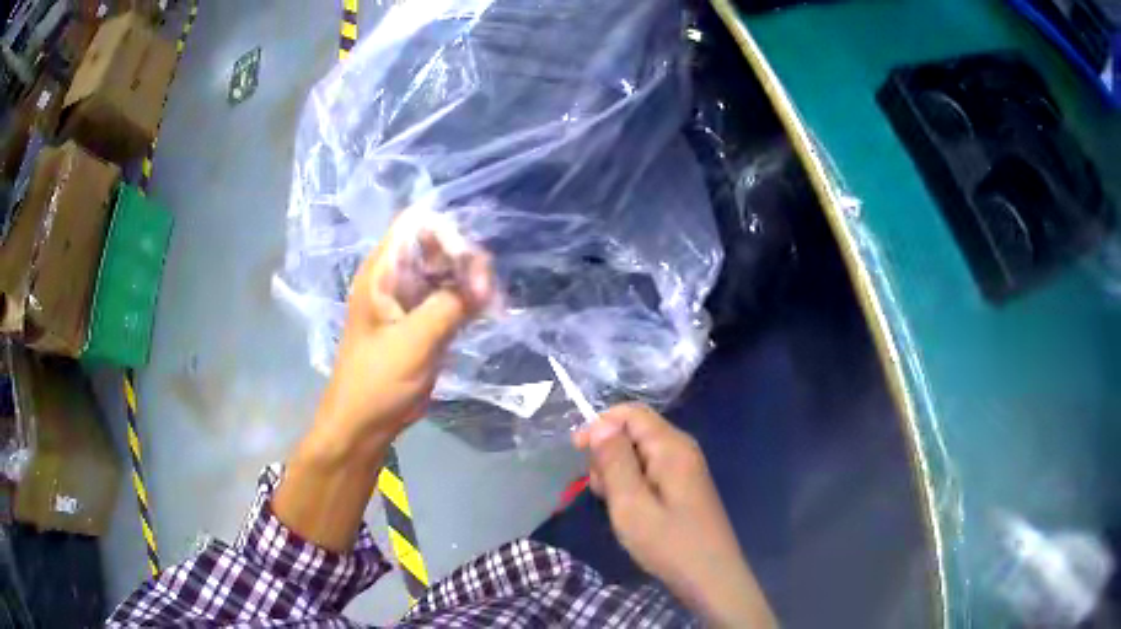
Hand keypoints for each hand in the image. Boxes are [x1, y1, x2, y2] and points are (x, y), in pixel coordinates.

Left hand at [311, 214, 493, 458]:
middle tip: (485, 291)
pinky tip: (486, 310)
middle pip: (436, 245)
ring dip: (470, 280)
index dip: (446, 233)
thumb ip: (448, 306)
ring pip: (446, 271)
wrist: (363, 424)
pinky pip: (449, 297)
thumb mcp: (412, 342)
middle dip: (464, 258)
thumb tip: (485, 283)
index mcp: (381, 273)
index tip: (468, 264)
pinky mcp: (422, 322)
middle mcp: (395, 278)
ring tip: (489, 303)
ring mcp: (409, 300)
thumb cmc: (377, 382)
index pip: (416, 225)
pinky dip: (468, 300)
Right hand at [574, 404, 775, 627]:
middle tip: (602, 492)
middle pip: (634, 432)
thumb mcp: (631, 504)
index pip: (631, 412)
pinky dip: (632, 485)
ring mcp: (685, 469)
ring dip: (618, 473)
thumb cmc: (669, 543)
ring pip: (639, 454)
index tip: (576, 453)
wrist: (711, 578)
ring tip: (616, 507)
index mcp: (671, 447)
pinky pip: (650, 472)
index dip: (600, 424)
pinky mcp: (684, 487)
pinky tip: (631, 512)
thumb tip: (599, 423)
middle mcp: (681, 449)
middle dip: (608, 454)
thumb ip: (614, 461)